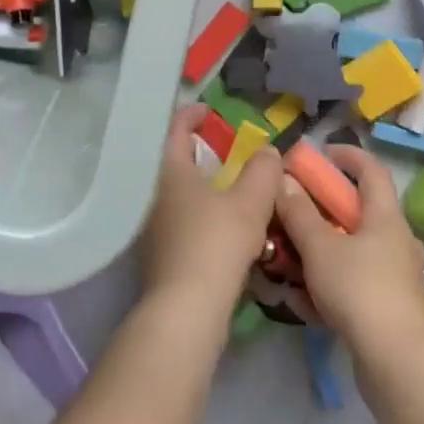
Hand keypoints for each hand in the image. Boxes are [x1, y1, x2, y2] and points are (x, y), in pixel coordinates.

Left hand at [140, 106, 281, 314]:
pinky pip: (183, 224)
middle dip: (200, 154)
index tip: (209, 111)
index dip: (192, 115)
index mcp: (171, 172)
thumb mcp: (250, 203)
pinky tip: (224, 231)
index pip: (175, 129)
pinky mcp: (161, 258)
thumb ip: (262, 172)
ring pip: (179, 196)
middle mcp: (155, 196)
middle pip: (175, 163)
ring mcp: (154, 229)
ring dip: (203, 189)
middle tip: (228, 152)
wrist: (185, 312)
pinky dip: (202, 217)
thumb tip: (268, 151)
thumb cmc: (215, 244)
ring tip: (232, 192)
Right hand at [274, 147, 423, 360]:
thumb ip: (299, 213)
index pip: (371, 169)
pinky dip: (332, 283)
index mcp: (386, 217)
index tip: (318, 155)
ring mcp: (398, 277)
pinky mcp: (392, 310)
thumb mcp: (319, 247)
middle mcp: (397, 241)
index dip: (346, 155)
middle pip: (361, 211)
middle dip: (325, 208)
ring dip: (324, 249)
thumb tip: (284, 180)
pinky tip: (304, 301)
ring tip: (291, 258)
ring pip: (356, 250)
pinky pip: (357, 283)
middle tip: (295, 210)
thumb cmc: (359, 291)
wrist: (398, 365)